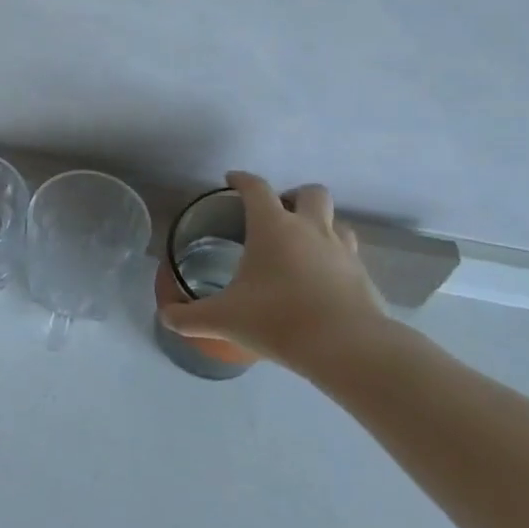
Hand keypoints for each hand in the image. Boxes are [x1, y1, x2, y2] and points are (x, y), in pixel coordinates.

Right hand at [159, 172, 389, 371]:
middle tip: (276, 215)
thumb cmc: (278, 319)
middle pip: (311, 192)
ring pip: (337, 220)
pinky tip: (321, 280)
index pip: (256, 188)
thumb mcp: (223, 319)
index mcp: (273, 227)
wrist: (348, 348)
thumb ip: (188, 317)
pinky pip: (349, 253)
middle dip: (293, 196)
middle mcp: (311, 229)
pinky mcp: (363, 276)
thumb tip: (165, 317)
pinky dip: (334, 257)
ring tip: (301, 245)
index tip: (231, 180)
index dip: (242, 179)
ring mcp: (342, 250)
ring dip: (319, 224)